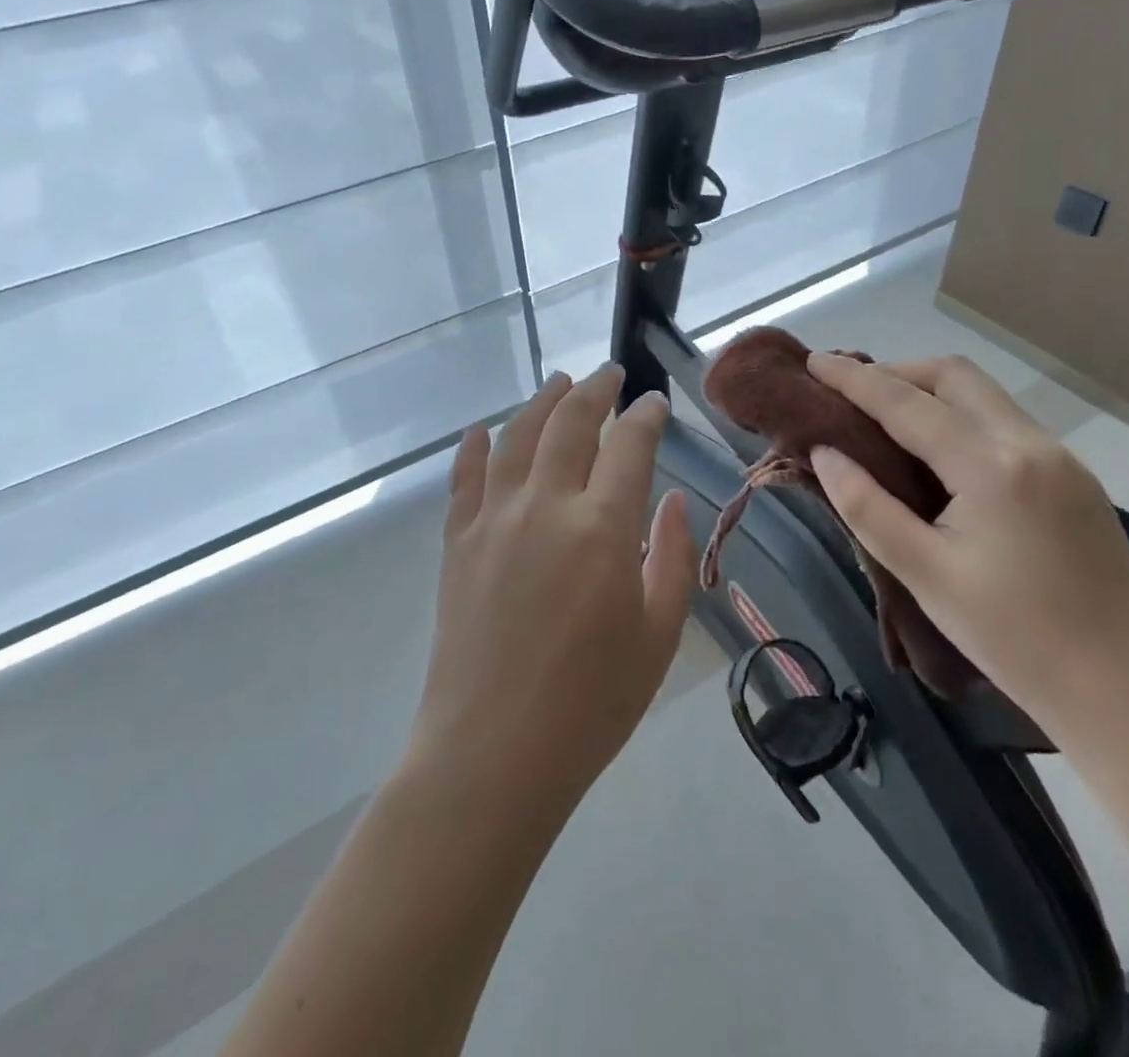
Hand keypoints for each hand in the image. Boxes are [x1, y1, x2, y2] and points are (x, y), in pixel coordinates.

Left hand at [407, 366, 698, 816]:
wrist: (492, 754)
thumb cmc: (591, 703)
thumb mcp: (658, 635)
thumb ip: (669, 556)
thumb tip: (671, 498)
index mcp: (602, 527)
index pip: (629, 444)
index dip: (645, 415)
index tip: (654, 403)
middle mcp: (546, 505)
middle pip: (570, 422)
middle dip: (595, 390)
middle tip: (610, 374)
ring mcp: (494, 520)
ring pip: (518, 436)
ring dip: (541, 401)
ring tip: (558, 382)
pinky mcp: (458, 543)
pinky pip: (465, 479)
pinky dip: (475, 447)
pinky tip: (482, 430)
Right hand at [806, 353, 1128, 758]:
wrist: (1124, 690)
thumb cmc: (1013, 638)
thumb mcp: (924, 574)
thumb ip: (866, 506)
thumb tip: (824, 453)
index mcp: (990, 466)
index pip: (906, 403)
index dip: (854, 379)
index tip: (814, 362)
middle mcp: (1030, 443)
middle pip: (953, 375)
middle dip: (897, 372)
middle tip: (851, 393)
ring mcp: (1061, 457)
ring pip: (984, 394)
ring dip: (931, 391)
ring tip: (886, 418)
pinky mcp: (1075, 477)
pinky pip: (1005, 422)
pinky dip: (961, 416)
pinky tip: (940, 453)